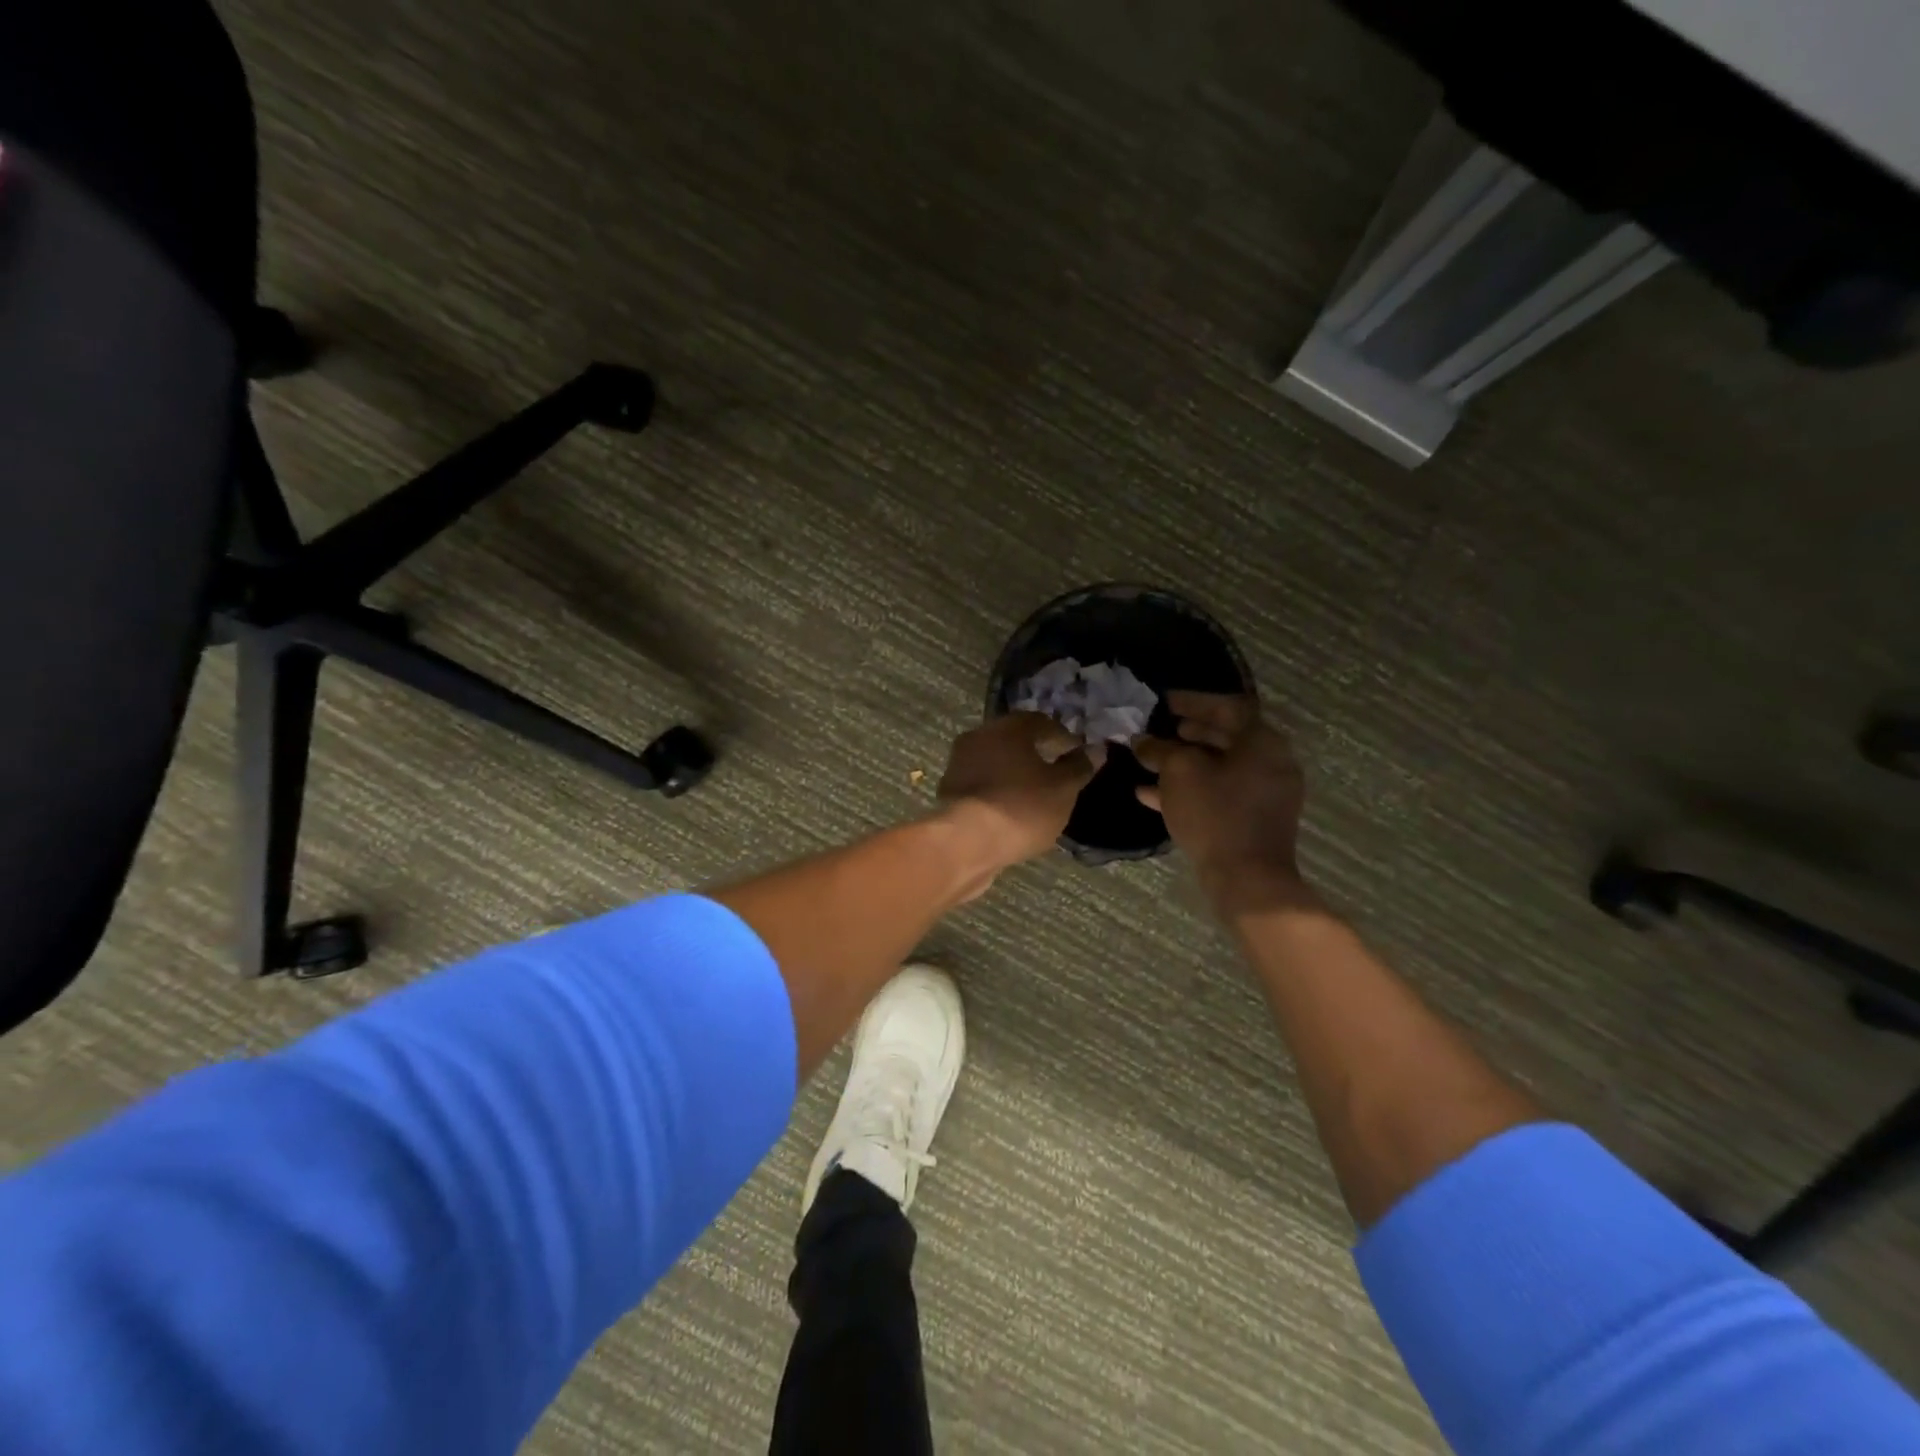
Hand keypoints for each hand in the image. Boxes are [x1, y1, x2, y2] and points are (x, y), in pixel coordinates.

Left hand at [937, 713, 1095, 866]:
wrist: (967, 843)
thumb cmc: (1022, 807)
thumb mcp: (1062, 789)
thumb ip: (1079, 767)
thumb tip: (1096, 749)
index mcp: (1007, 728)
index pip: (1040, 721)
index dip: (1061, 736)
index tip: (1075, 754)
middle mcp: (978, 738)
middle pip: (1012, 740)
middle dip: (1034, 753)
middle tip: (1055, 773)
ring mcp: (958, 765)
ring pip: (994, 762)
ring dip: (1013, 773)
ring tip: (1034, 795)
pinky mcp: (948, 793)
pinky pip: (981, 785)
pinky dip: (997, 792)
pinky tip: (1010, 811)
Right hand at [1132, 692, 1309, 912]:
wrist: (1247, 879)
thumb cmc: (1215, 813)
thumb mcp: (1179, 773)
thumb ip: (1159, 750)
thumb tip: (1142, 741)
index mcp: (1262, 741)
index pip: (1228, 707)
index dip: (1193, 702)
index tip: (1164, 703)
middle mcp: (1272, 762)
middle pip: (1227, 737)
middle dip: (1189, 733)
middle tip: (1160, 729)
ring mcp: (1266, 794)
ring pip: (1221, 768)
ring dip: (1186, 762)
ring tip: (1152, 761)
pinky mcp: (1255, 820)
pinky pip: (1221, 793)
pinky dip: (1192, 789)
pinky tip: (1152, 795)